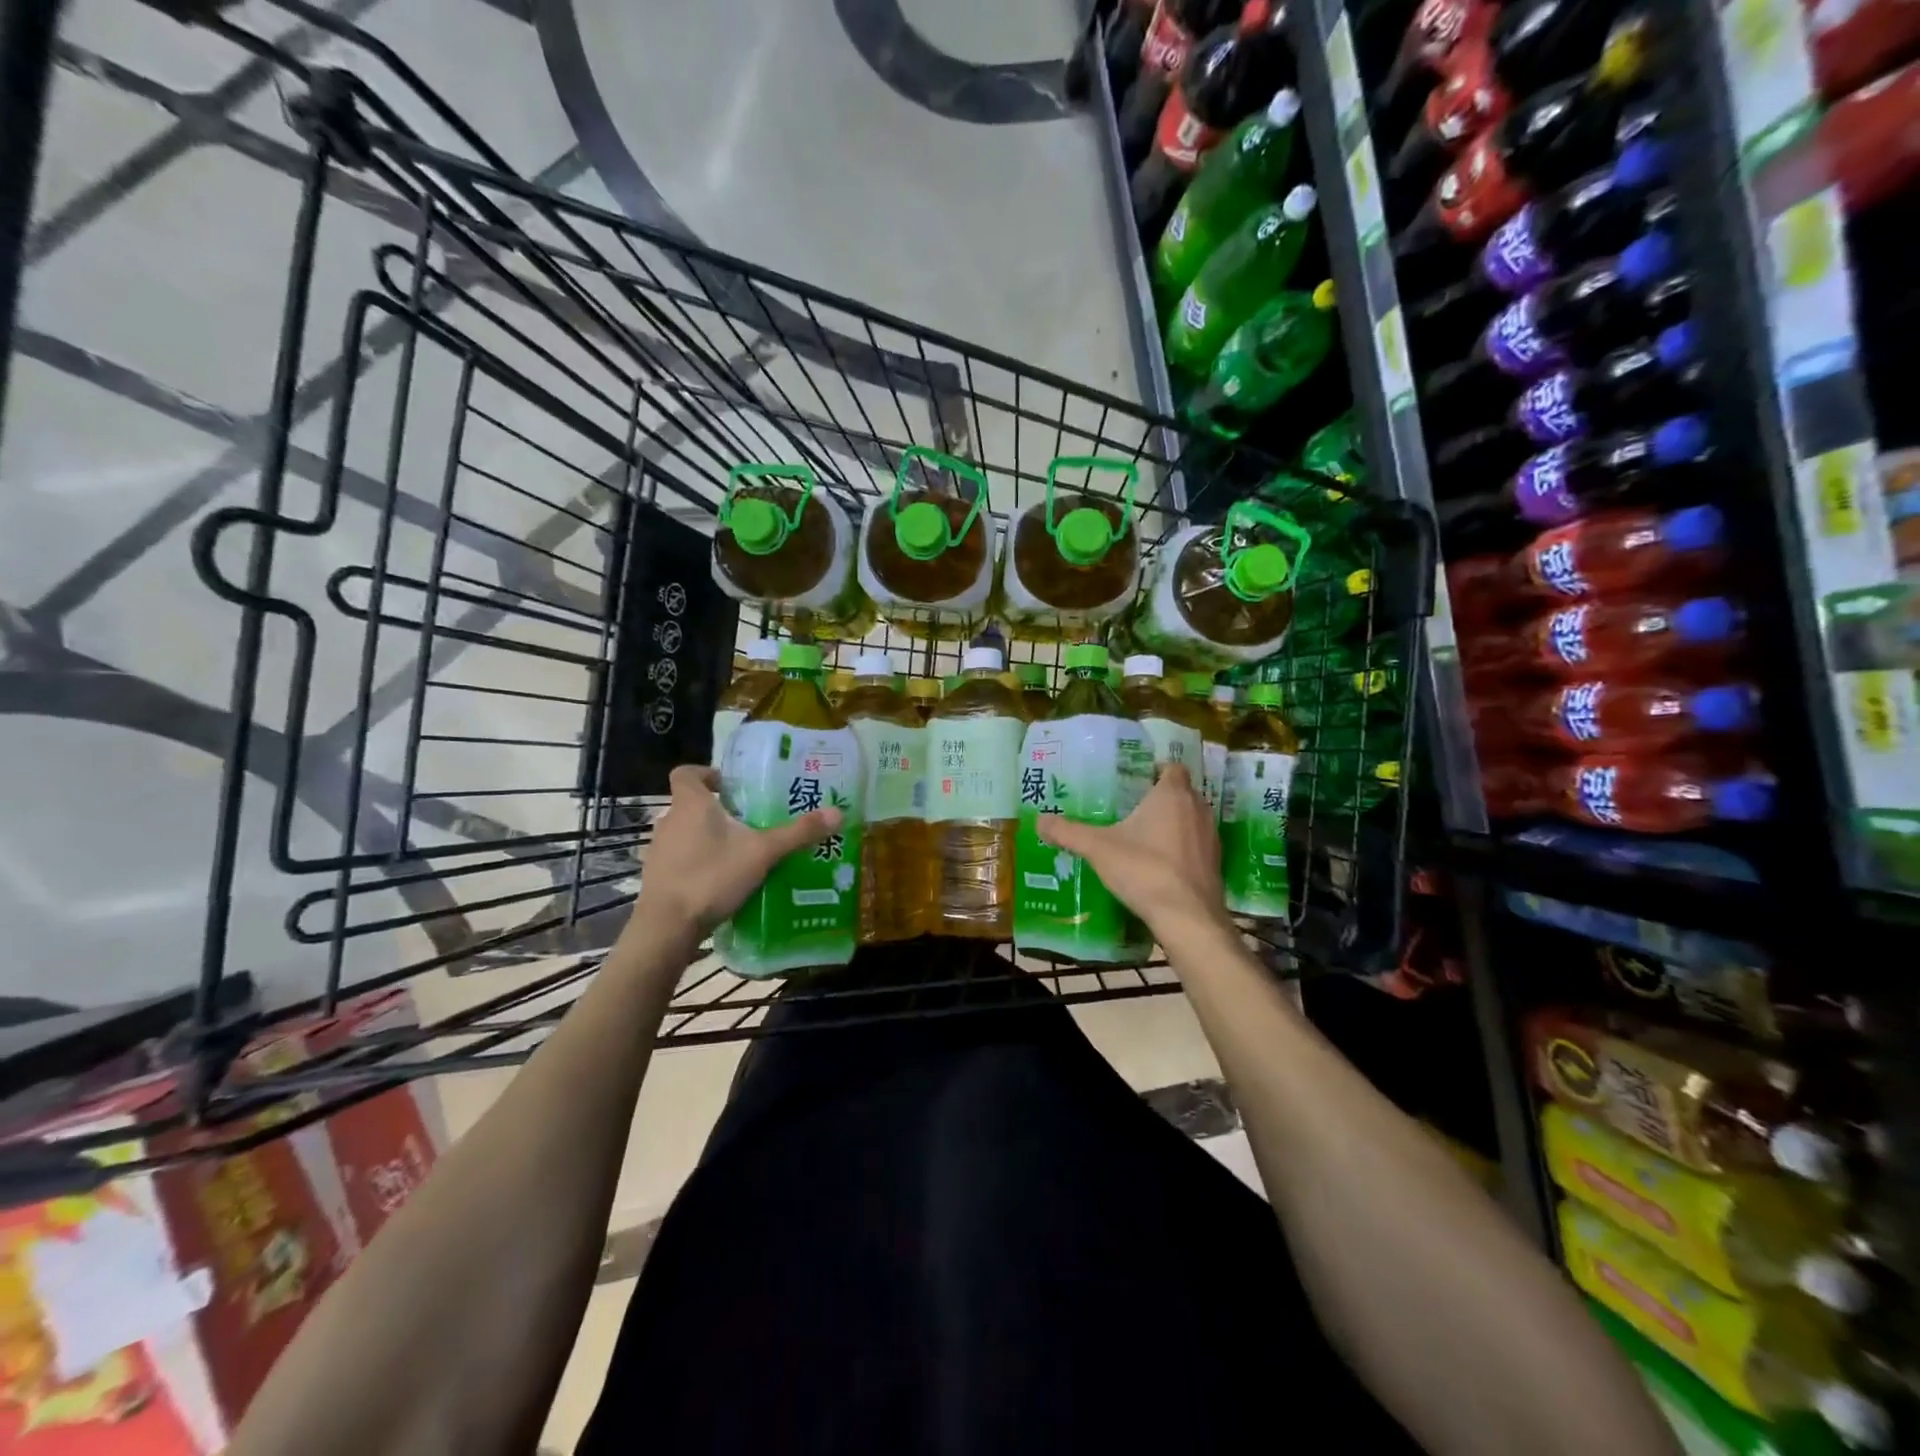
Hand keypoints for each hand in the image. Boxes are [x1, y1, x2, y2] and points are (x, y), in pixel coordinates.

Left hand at [635, 765, 842, 936]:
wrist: (667, 926)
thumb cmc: (712, 876)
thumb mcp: (763, 852)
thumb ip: (798, 833)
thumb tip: (838, 813)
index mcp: (690, 804)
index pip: (687, 773)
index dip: (706, 774)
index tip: (730, 786)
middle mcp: (669, 821)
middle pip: (691, 804)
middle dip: (718, 810)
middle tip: (749, 821)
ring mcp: (659, 850)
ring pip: (686, 833)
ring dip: (708, 837)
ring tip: (740, 852)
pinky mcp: (657, 877)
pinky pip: (681, 859)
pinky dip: (699, 862)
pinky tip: (722, 880)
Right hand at [1037, 764, 1229, 940]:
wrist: (1188, 916)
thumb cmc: (1144, 870)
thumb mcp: (1098, 849)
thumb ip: (1068, 832)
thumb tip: (1039, 820)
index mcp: (1172, 795)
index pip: (1172, 768)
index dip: (1155, 771)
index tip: (1134, 781)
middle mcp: (1197, 809)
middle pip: (1182, 792)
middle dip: (1161, 797)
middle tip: (1131, 808)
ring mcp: (1211, 837)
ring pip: (1191, 818)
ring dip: (1173, 822)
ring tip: (1144, 835)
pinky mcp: (1215, 863)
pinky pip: (1196, 844)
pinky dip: (1182, 847)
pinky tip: (1160, 863)